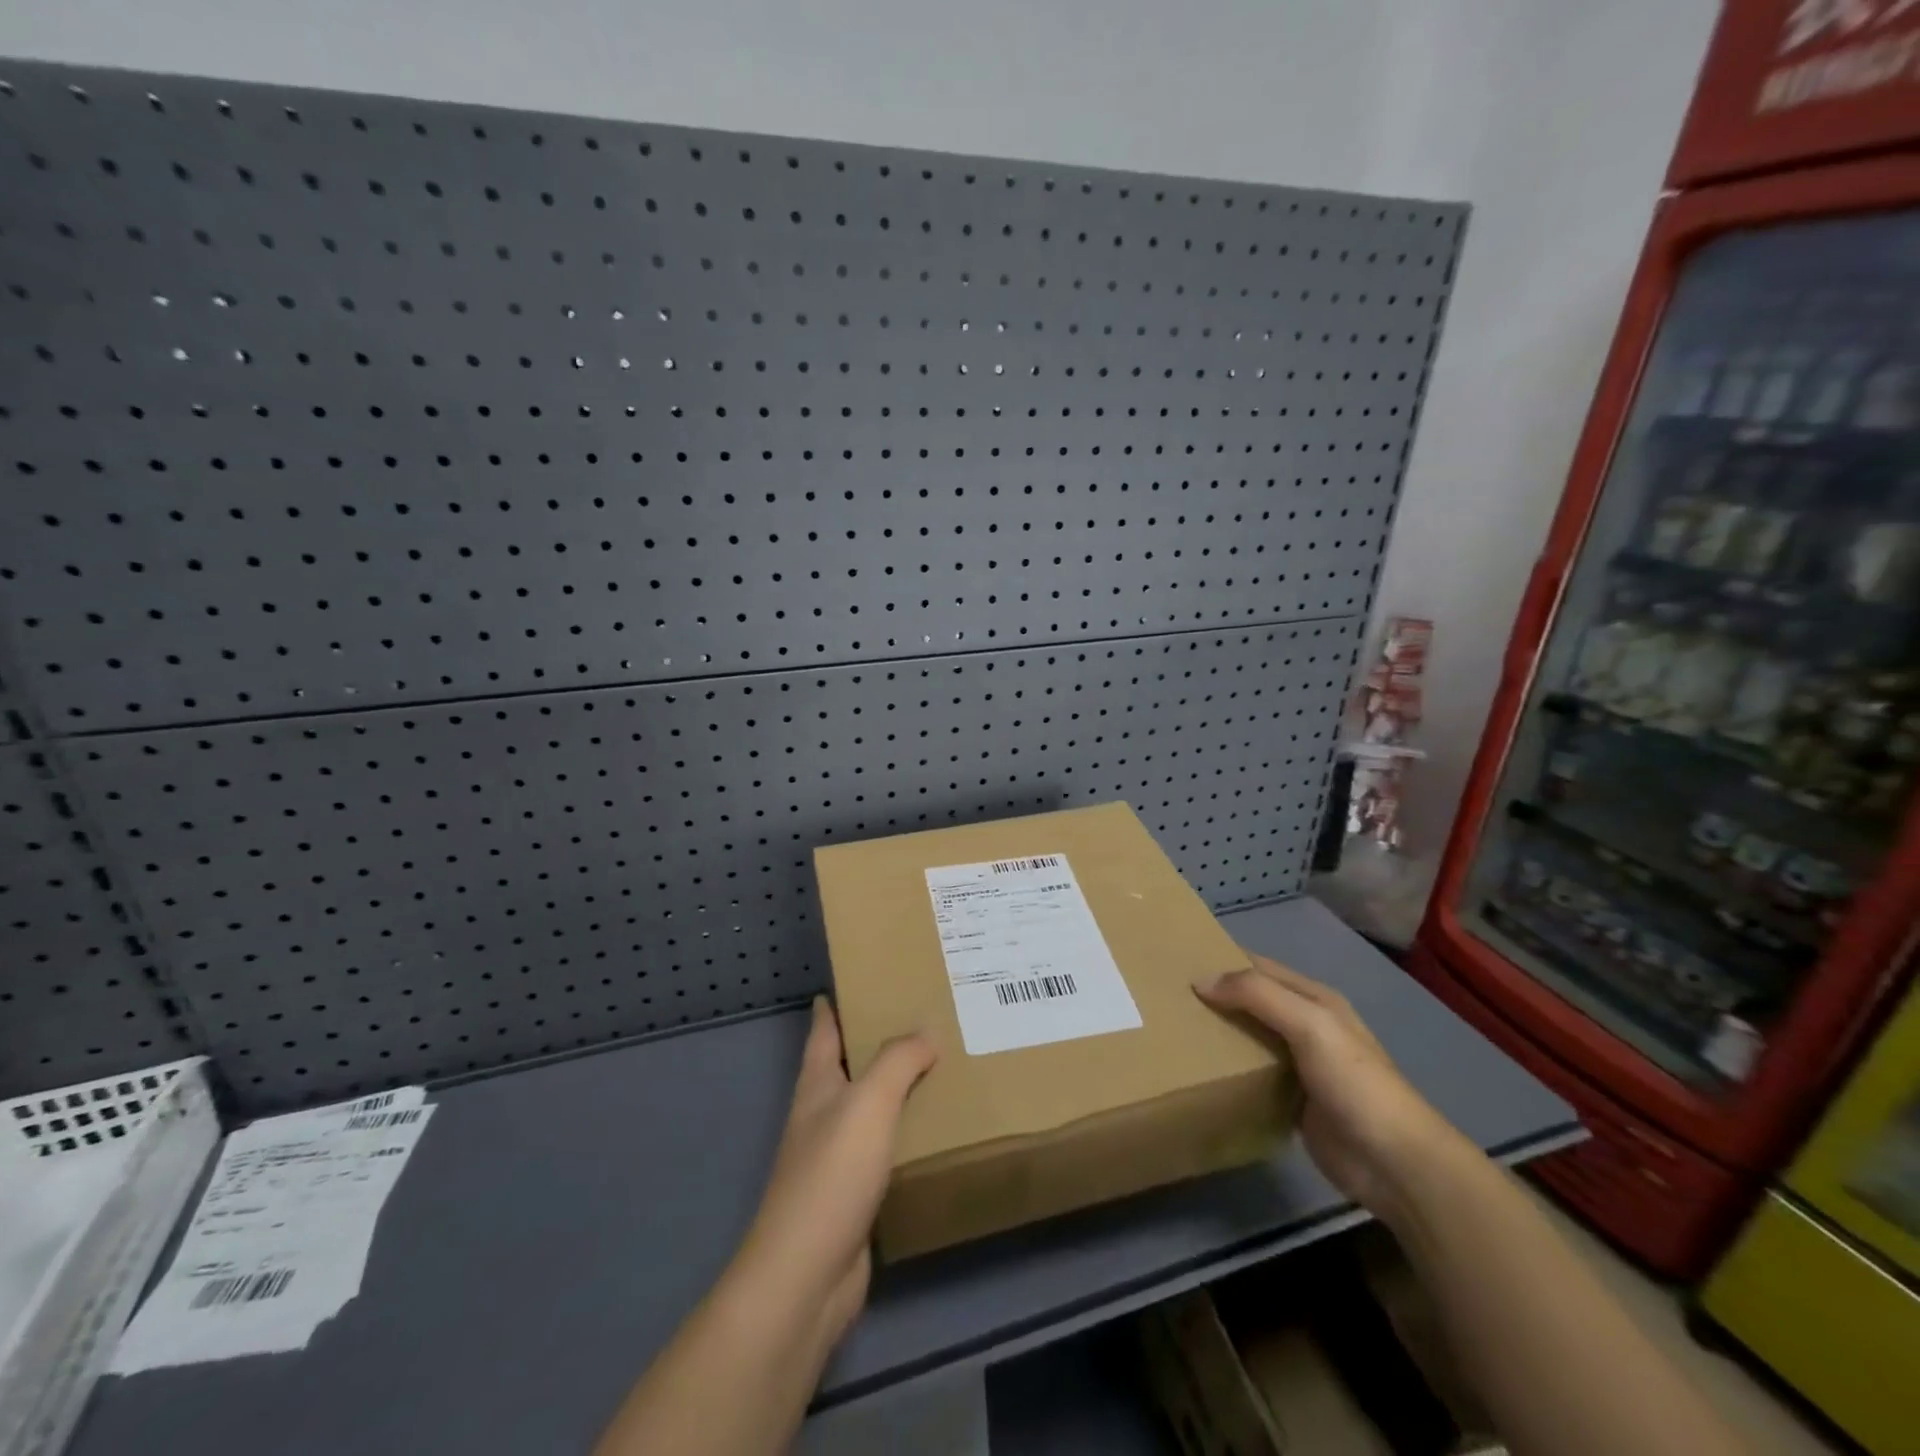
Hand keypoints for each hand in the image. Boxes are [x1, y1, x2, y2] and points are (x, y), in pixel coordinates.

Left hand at [736, 997, 935, 1347]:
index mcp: (817, 1082)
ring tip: (943, 1064)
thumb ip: (898, 1061)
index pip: (824, 1027)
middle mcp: (822, 1112)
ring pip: (870, 1105)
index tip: (864, 974)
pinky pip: (885, 1147)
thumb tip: (926, 1030)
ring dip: (898, 1086)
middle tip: (925, 1014)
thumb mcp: (869, 1102)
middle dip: (879, 1038)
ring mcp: (835, 1155)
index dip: (837, 1000)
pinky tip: (937, 1128)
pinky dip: (906, 1130)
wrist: (807, 1276)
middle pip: (849, 1063)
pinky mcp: (854, 1193)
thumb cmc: (832, 1174)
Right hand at [1195, 954, 1463, 1218]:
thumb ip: (1257, 995)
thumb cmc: (1354, 1082)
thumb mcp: (1309, 1024)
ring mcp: (1299, 1065)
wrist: (1395, 1164)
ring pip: (1248, 1038)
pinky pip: (1251, 1075)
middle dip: (1214, 996)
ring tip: (1171, 1030)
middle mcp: (1305, 1026)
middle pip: (1251, 1001)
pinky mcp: (1291, 1102)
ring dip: (1217, 1033)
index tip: (1177, 960)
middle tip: (1165, 997)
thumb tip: (1200, 981)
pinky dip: (1227, 1069)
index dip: (1222, 959)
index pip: (1259, 966)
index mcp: (1314, 999)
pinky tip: (1197, 1070)